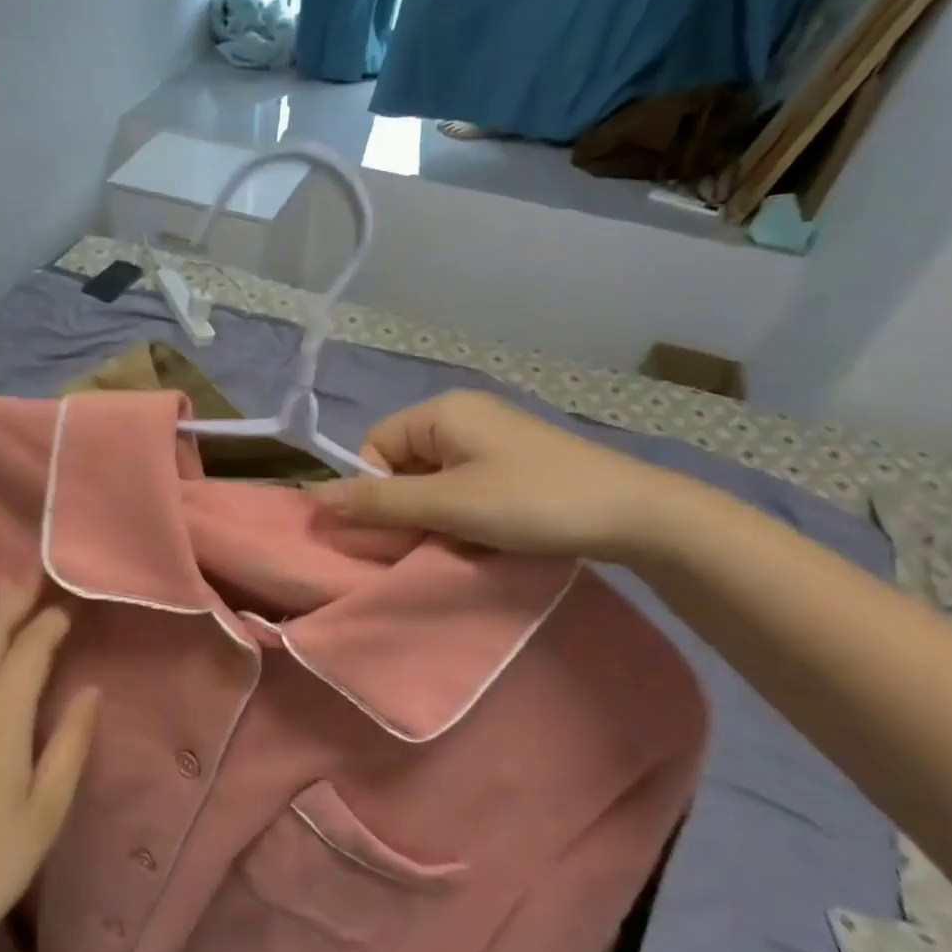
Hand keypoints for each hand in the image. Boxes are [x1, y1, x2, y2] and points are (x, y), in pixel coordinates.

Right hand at [312, 390, 680, 560]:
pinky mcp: (511, 461)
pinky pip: (461, 484)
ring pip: (431, 478)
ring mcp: (490, 437)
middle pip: (401, 462)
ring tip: (459, 540)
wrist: (636, 514)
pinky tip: (482, 534)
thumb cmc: (533, 502)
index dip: (375, 490)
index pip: (374, 446)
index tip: (399, 529)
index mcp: (442, 411)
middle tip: (428, 541)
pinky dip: (460, 511)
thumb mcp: (449, 504)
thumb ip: (380, 500)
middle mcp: (462, 415)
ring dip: (433, 513)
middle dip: (405, 505)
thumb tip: (315, 497)